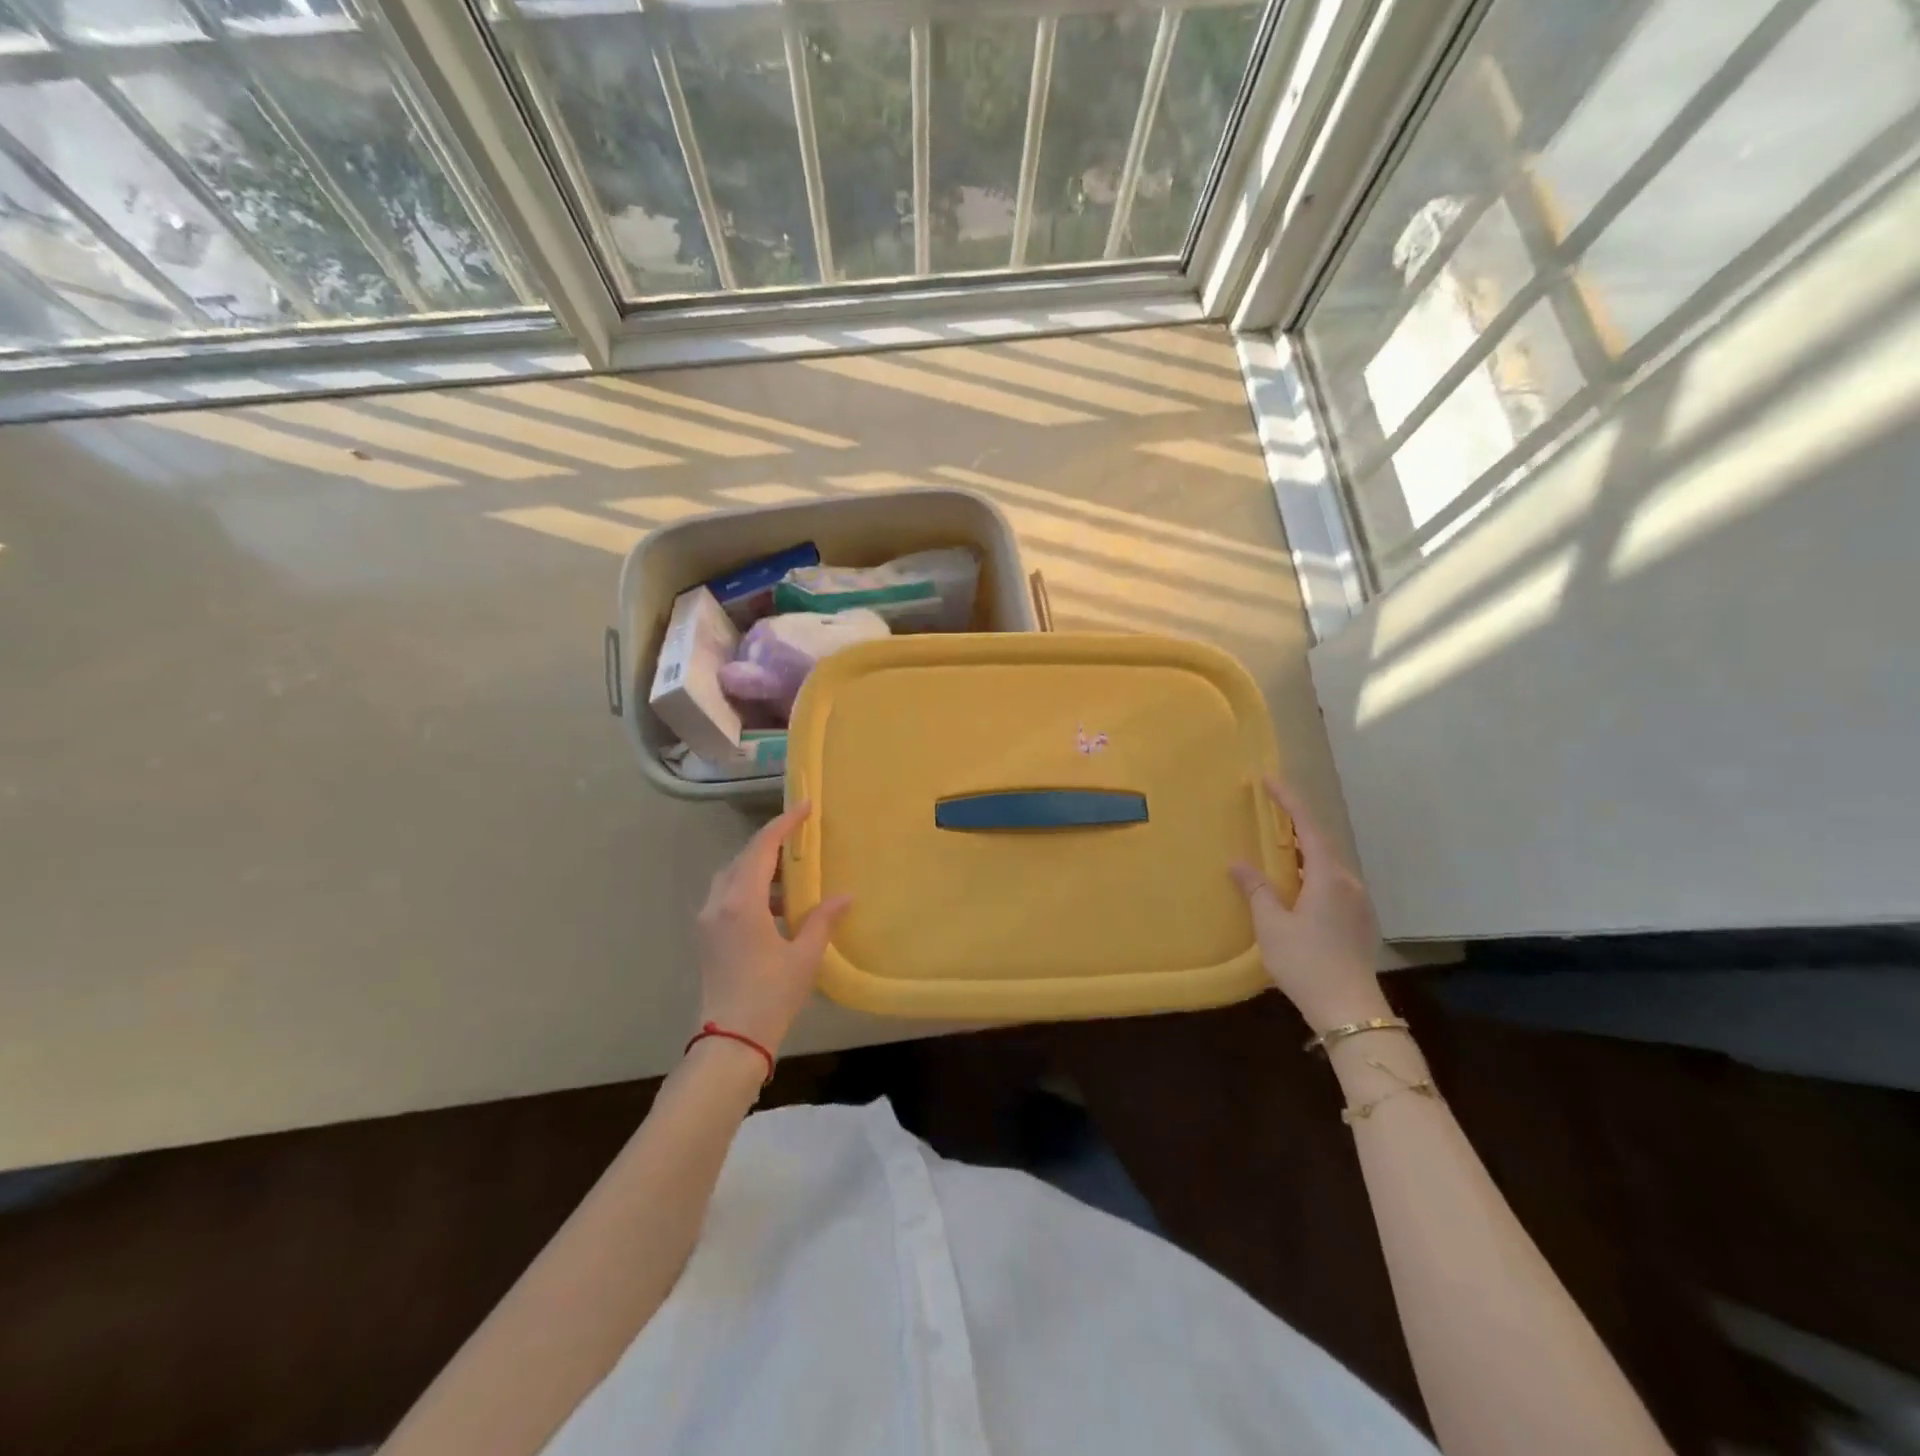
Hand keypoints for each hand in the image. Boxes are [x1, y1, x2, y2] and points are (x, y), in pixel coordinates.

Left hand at [695, 801, 851, 1053]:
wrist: (729, 1043)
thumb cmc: (770, 996)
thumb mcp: (804, 957)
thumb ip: (822, 920)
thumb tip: (844, 896)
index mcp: (741, 903)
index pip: (762, 848)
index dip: (784, 824)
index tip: (805, 807)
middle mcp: (718, 904)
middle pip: (743, 858)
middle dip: (770, 844)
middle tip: (799, 837)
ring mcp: (707, 921)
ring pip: (731, 878)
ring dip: (758, 869)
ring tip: (791, 877)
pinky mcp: (706, 938)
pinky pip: (727, 898)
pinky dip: (749, 891)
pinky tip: (775, 909)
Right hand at [1230, 777, 1387, 1035]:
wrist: (1350, 1010)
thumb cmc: (1306, 962)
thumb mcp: (1272, 925)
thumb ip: (1256, 889)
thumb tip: (1238, 862)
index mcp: (1328, 877)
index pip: (1308, 827)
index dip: (1289, 801)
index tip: (1269, 780)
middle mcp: (1348, 883)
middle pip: (1322, 843)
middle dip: (1296, 824)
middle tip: (1270, 812)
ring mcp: (1358, 903)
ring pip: (1328, 865)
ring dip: (1304, 852)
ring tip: (1278, 848)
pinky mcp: (1359, 922)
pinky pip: (1333, 884)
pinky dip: (1311, 873)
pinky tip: (1296, 887)